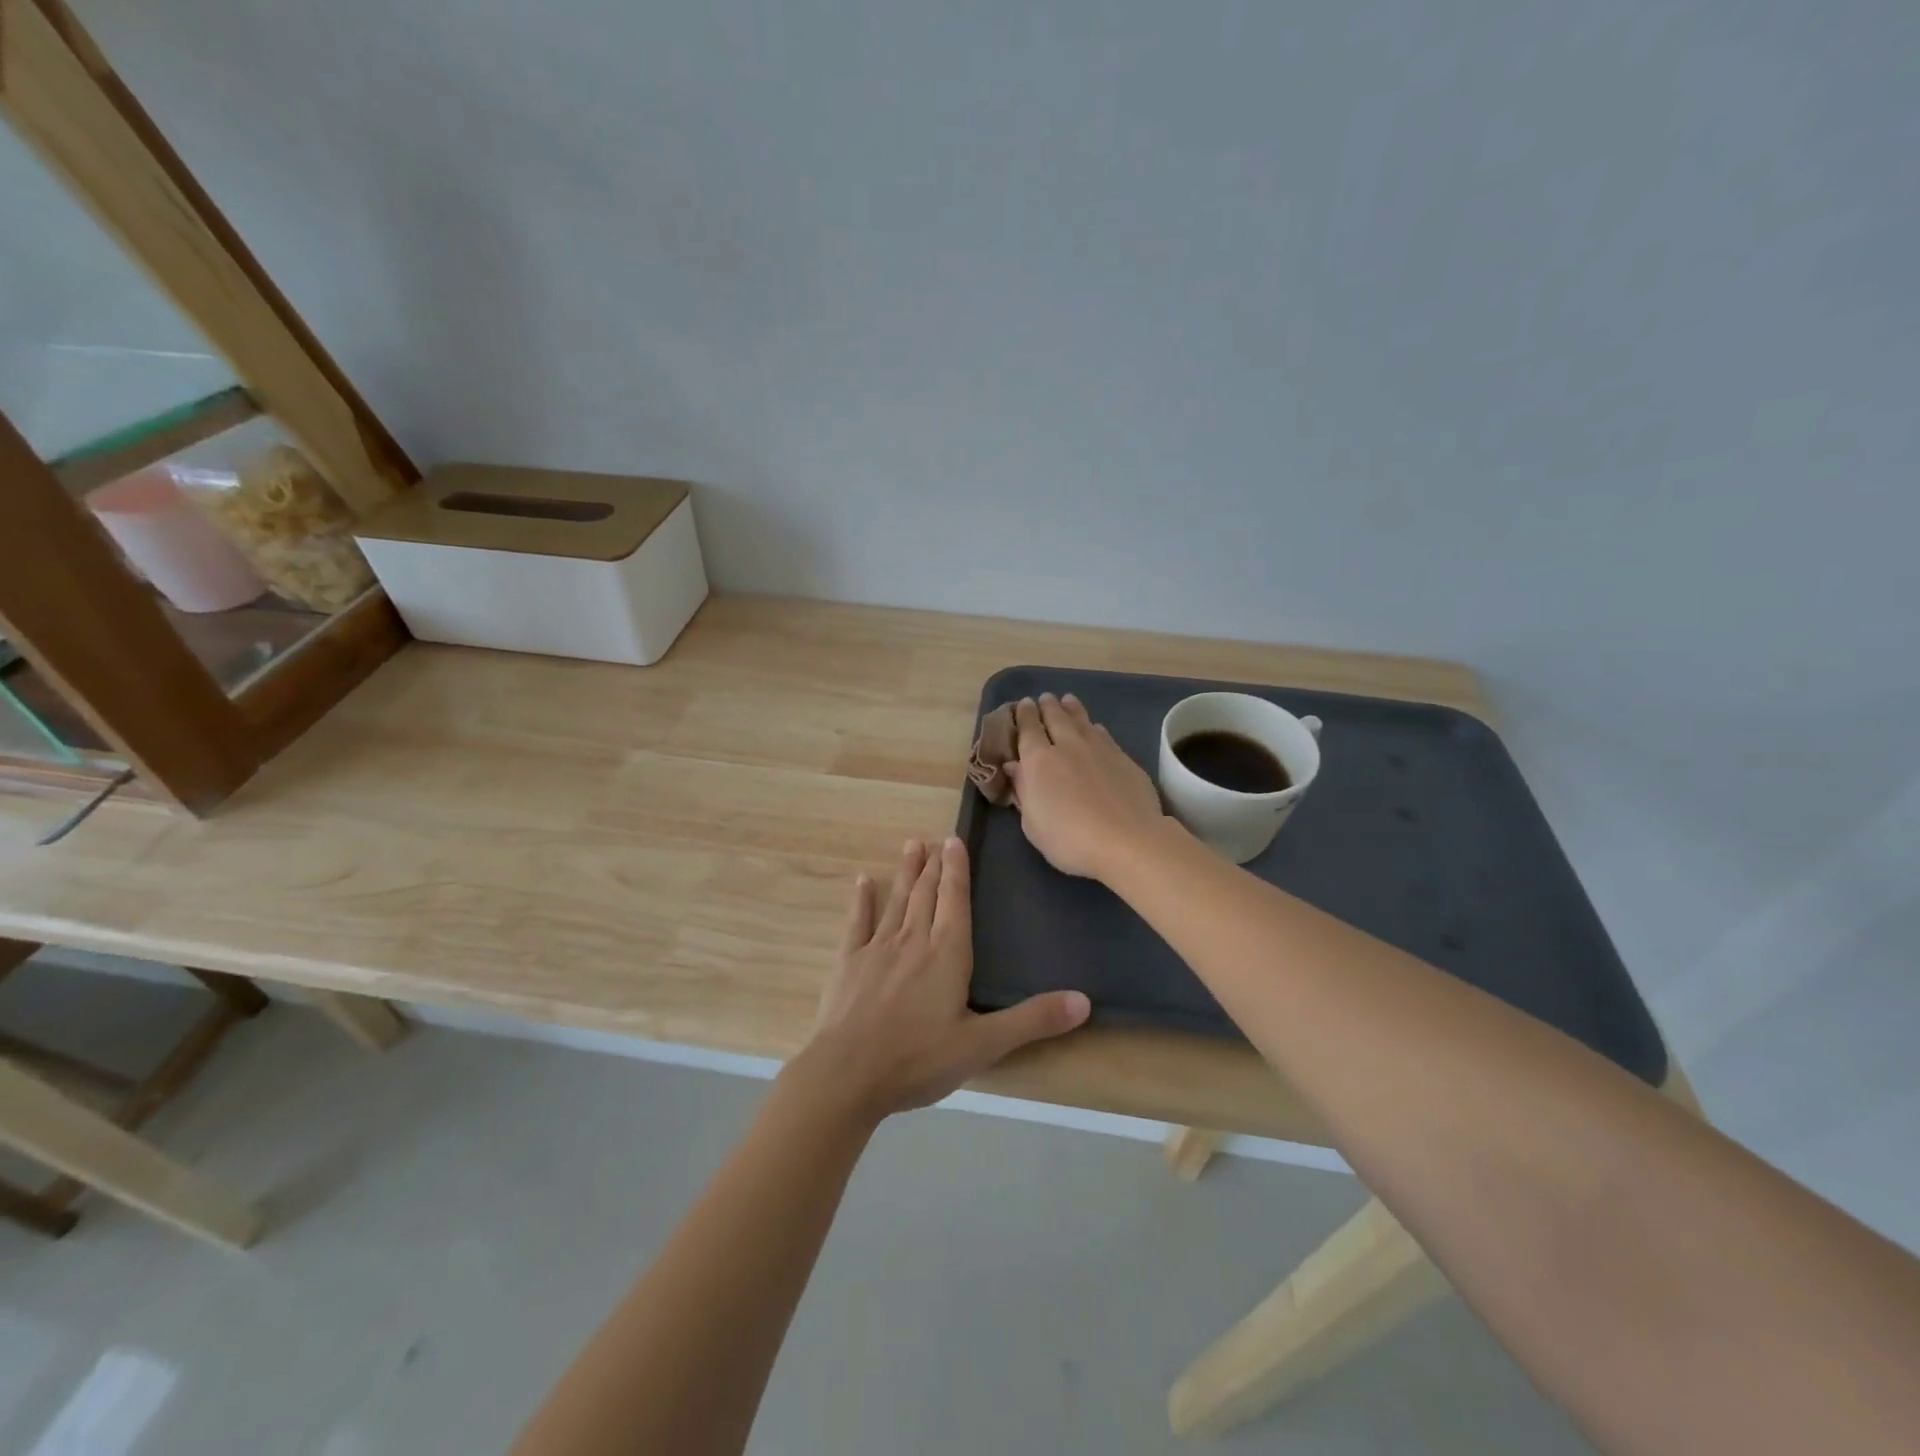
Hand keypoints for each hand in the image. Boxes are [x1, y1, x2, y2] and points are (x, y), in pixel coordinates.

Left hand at [790, 837, 1090, 1120]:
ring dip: (906, 873)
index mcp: (947, 954)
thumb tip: (1084, 1001)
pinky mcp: (848, 963)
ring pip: (896, 901)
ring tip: (911, 845)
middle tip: (935, 839)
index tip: (955, 839)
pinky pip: (857, 923)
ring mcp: (877, 949)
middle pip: (926, 894)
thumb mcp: (983, 1045)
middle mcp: (913, 941)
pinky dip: (861, 900)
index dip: (958, 869)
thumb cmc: (918, 1060)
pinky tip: (863, 881)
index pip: (956, 901)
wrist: (846, 1076)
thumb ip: (1032, 1020)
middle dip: (933, 865)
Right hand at [1006, 694, 1168, 880]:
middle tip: (1044, 698)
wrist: (1127, 840)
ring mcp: (1098, 749)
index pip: (1028, 729)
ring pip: (1081, 720)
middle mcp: (1067, 746)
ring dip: (1072, 709)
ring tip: (1067, 700)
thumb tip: (1015, 766)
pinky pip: (1103, 734)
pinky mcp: (1123, 758)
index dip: (1024, 715)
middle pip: (1055, 717)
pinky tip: (1095, 727)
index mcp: (1039, 761)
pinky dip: (1094, 727)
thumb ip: (1023, 791)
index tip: (1023, 704)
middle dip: (1047, 706)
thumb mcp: (1033, 824)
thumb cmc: (1069, 839)